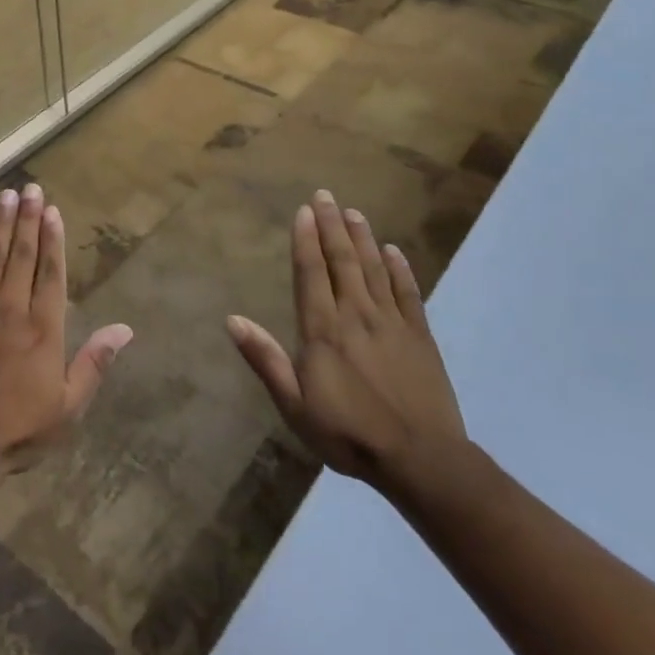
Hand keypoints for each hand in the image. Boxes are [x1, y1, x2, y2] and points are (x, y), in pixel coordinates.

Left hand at [0, 184, 132, 484]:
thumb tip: (125, 329)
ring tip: (6, 195)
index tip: (53, 210)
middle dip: (27, 219)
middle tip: (30, 188)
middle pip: (22, 255)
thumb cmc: (17, 430)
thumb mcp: (67, 408)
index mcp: (43, 328)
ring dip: (1, 224)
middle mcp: (11, 309)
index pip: (51, 272)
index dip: (53, 239)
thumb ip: (94, 364)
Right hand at [227, 189, 465, 498]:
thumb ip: (265, 359)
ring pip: (374, 268)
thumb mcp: (295, 405)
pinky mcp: (420, 336)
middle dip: (332, 226)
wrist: (421, 460)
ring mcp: (392, 323)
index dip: (306, 240)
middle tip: (326, 195)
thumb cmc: (348, 434)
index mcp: (323, 330)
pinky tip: (394, 250)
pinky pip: (408, 292)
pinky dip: (400, 268)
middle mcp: (356, 315)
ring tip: (353, 212)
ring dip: (362, 238)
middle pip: (343, 261)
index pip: (311, 273)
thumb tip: (232, 320)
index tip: (304, 211)